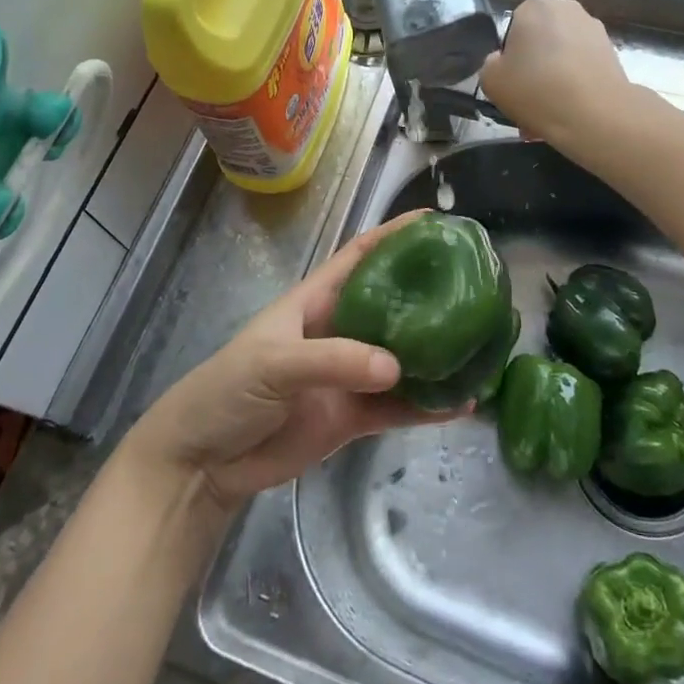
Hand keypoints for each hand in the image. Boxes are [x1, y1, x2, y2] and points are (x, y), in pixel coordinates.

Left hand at [122, 212, 453, 513]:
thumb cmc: (227, 391)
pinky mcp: (352, 418)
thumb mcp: (273, 362)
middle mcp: (339, 331)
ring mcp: (348, 375)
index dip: (394, 234)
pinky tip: (463, 404)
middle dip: (429, 292)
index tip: (435, 221)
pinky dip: (428, 406)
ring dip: (437, 353)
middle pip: (392, 304)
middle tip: (476, 284)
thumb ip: (332, 360)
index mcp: (316, 300)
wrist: (202, 462)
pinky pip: (397, 408)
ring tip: (481, 346)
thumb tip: (395, 366)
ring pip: (402, 358)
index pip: (361, 256)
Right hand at [480, 0, 632, 150]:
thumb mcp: (490, 80)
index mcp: (535, 6)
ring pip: (562, 55)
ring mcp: (594, 29)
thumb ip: (490, 64)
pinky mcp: (612, 52)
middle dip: (534, 66)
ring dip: (553, 77)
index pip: (512, 27)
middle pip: (540, 39)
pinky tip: (568, 111)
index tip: (511, 81)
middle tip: (527, 97)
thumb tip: (503, 62)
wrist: (595, 116)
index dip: (509, 57)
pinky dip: (574, 84)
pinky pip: (582, 67)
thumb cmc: (536, 89)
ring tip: (548, 111)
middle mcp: (567, 8)